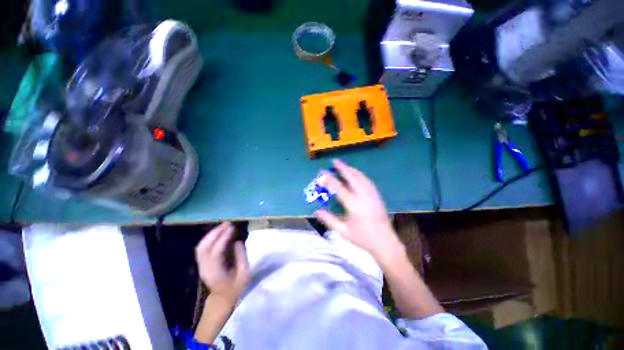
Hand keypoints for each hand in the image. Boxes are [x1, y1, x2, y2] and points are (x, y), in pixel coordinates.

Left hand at [195, 222, 249, 302]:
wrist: (222, 299)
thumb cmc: (236, 287)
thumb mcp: (244, 274)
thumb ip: (241, 257)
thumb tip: (237, 242)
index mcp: (216, 273)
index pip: (216, 252)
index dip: (223, 239)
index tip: (232, 228)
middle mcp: (205, 269)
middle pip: (204, 248)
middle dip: (215, 233)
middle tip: (227, 224)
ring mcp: (201, 266)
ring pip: (200, 247)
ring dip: (211, 234)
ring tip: (223, 226)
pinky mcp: (201, 264)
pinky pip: (202, 248)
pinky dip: (208, 238)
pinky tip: (217, 233)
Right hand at [314, 160, 404, 265]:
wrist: (385, 243)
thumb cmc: (363, 238)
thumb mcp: (344, 231)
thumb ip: (329, 220)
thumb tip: (316, 211)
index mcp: (354, 205)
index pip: (339, 188)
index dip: (329, 179)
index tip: (322, 173)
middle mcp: (364, 197)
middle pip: (352, 177)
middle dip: (343, 168)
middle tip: (335, 161)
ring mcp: (372, 195)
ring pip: (361, 177)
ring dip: (352, 170)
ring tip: (344, 165)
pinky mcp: (377, 196)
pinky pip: (367, 181)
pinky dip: (360, 175)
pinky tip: (357, 175)